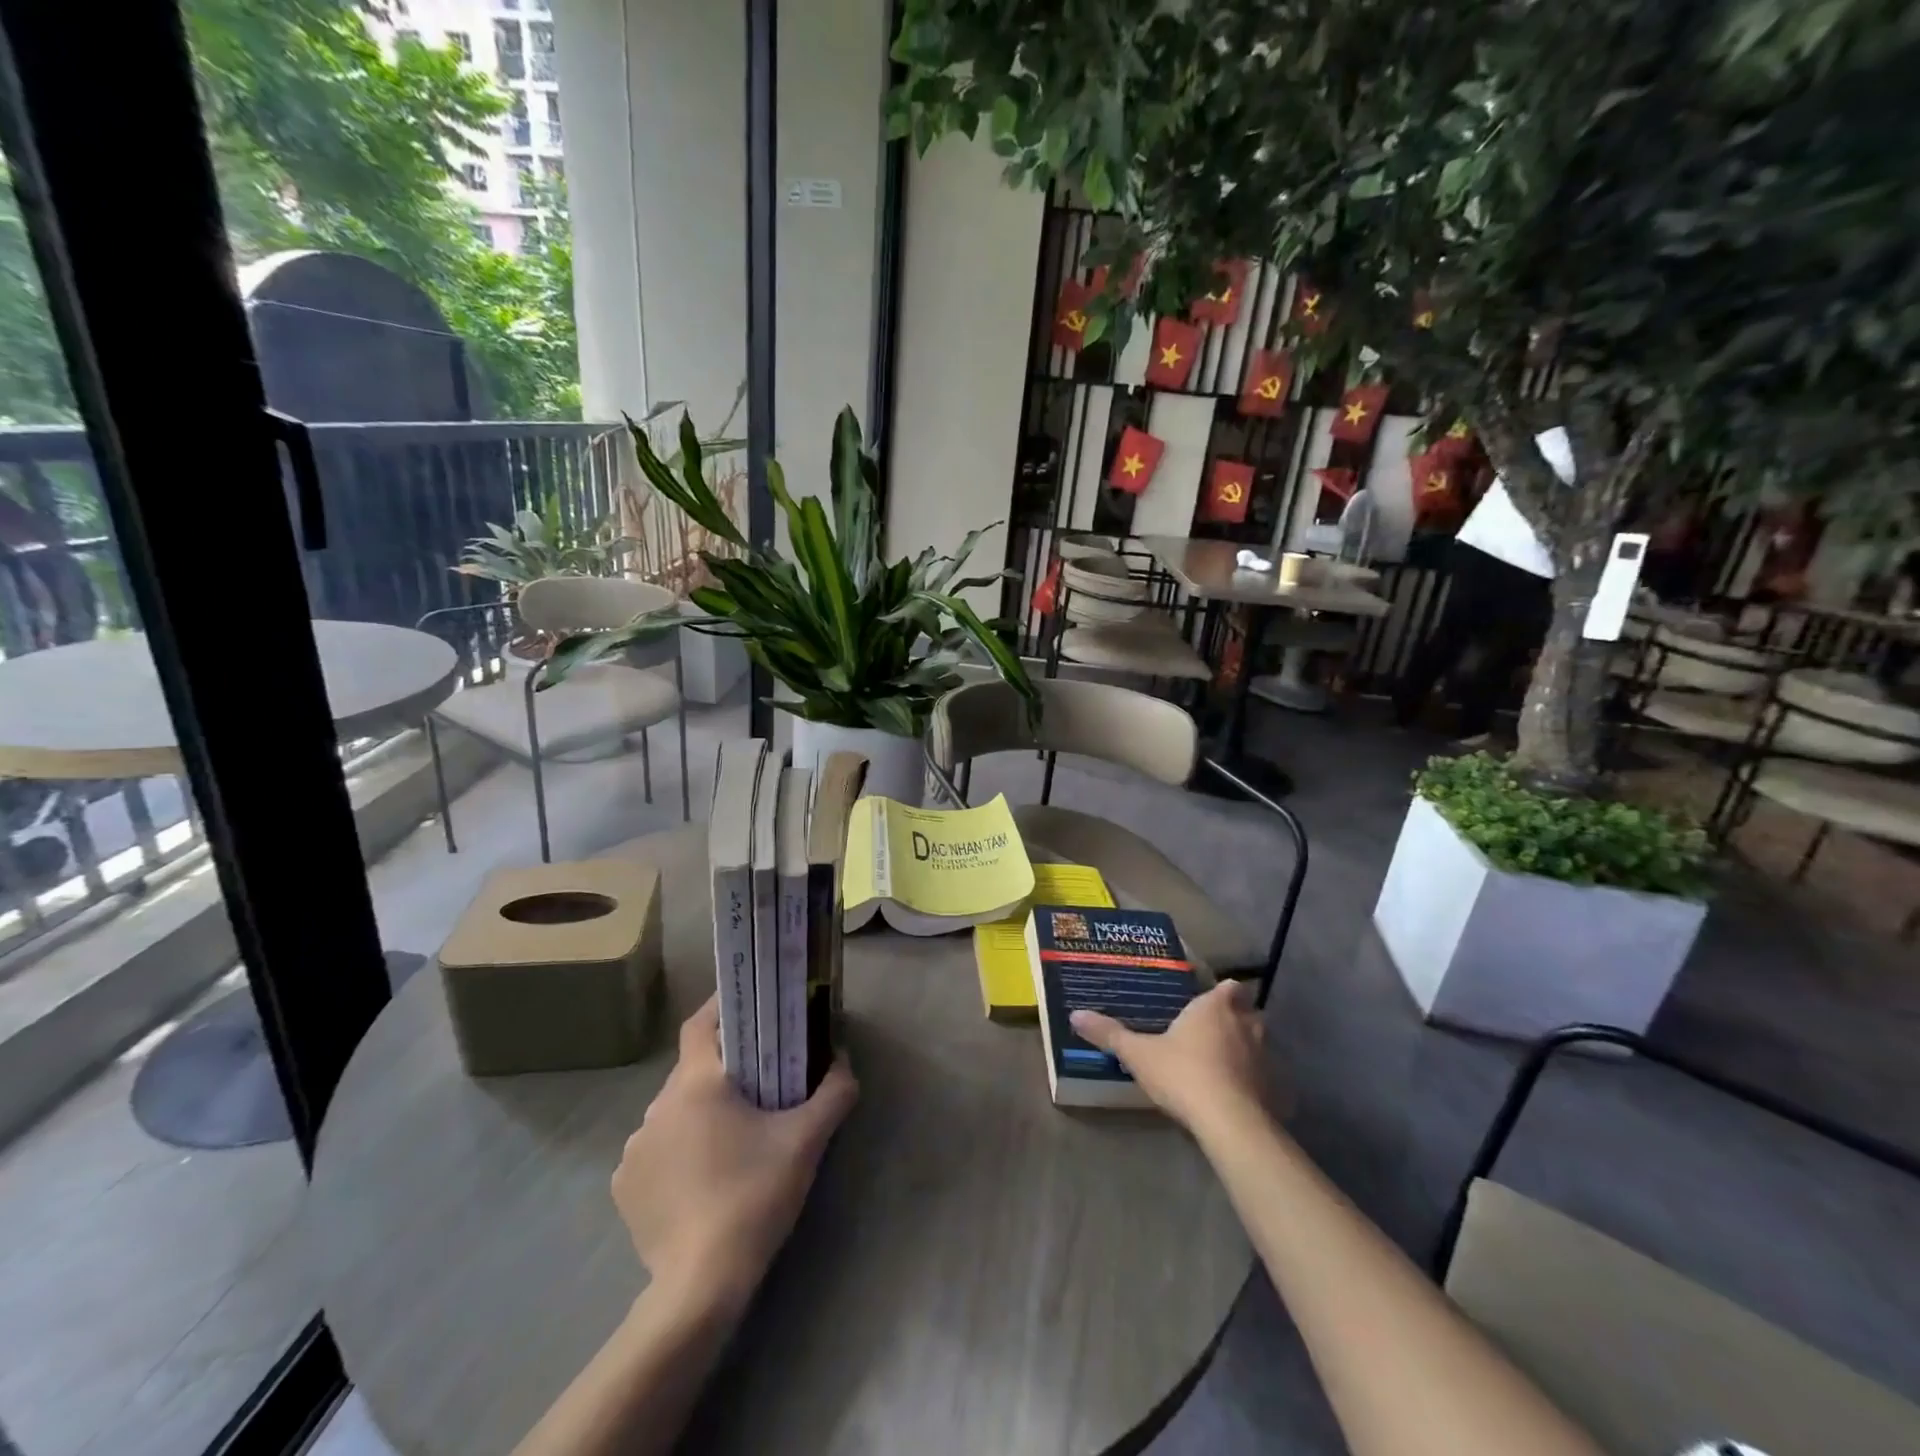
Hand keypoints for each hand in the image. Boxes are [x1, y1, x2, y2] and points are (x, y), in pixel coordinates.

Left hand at [613, 997, 857, 1312]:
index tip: (748, 1006)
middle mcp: (657, 1106)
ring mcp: (635, 1148)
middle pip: (691, 1069)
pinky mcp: (624, 1186)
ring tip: (732, 1135)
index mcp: (696, 1085)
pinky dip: (678, 1149)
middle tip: (757, 1080)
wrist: (700, 1285)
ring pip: (673, 1110)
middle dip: (723, 1068)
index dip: (721, 1008)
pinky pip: (656, 1149)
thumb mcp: (806, 1141)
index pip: (700, 1024)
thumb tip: (844, 1062)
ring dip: (700, 1111)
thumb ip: (833, 1093)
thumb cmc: (755, 1196)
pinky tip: (702, 1177)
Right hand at [1070, 979, 1270, 1135]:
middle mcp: (1247, 1024)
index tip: (1206, 1002)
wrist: (1230, 1123)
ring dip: (1244, 1051)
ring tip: (1219, 1066)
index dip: (1222, 993)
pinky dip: (1254, 1083)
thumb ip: (1110, 1034)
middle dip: (1233, 1020)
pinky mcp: (1276, 1089)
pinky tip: (1236, 1097)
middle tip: (1207, 1033)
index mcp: (1215, 1007)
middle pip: (1246, 1013)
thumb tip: (1075, 1014)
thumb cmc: (1183, 1074)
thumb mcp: (1139, 1054)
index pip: (1230, 986)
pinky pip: (1265, 1078)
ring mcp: (1266, 1057)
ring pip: (1258, 1044)